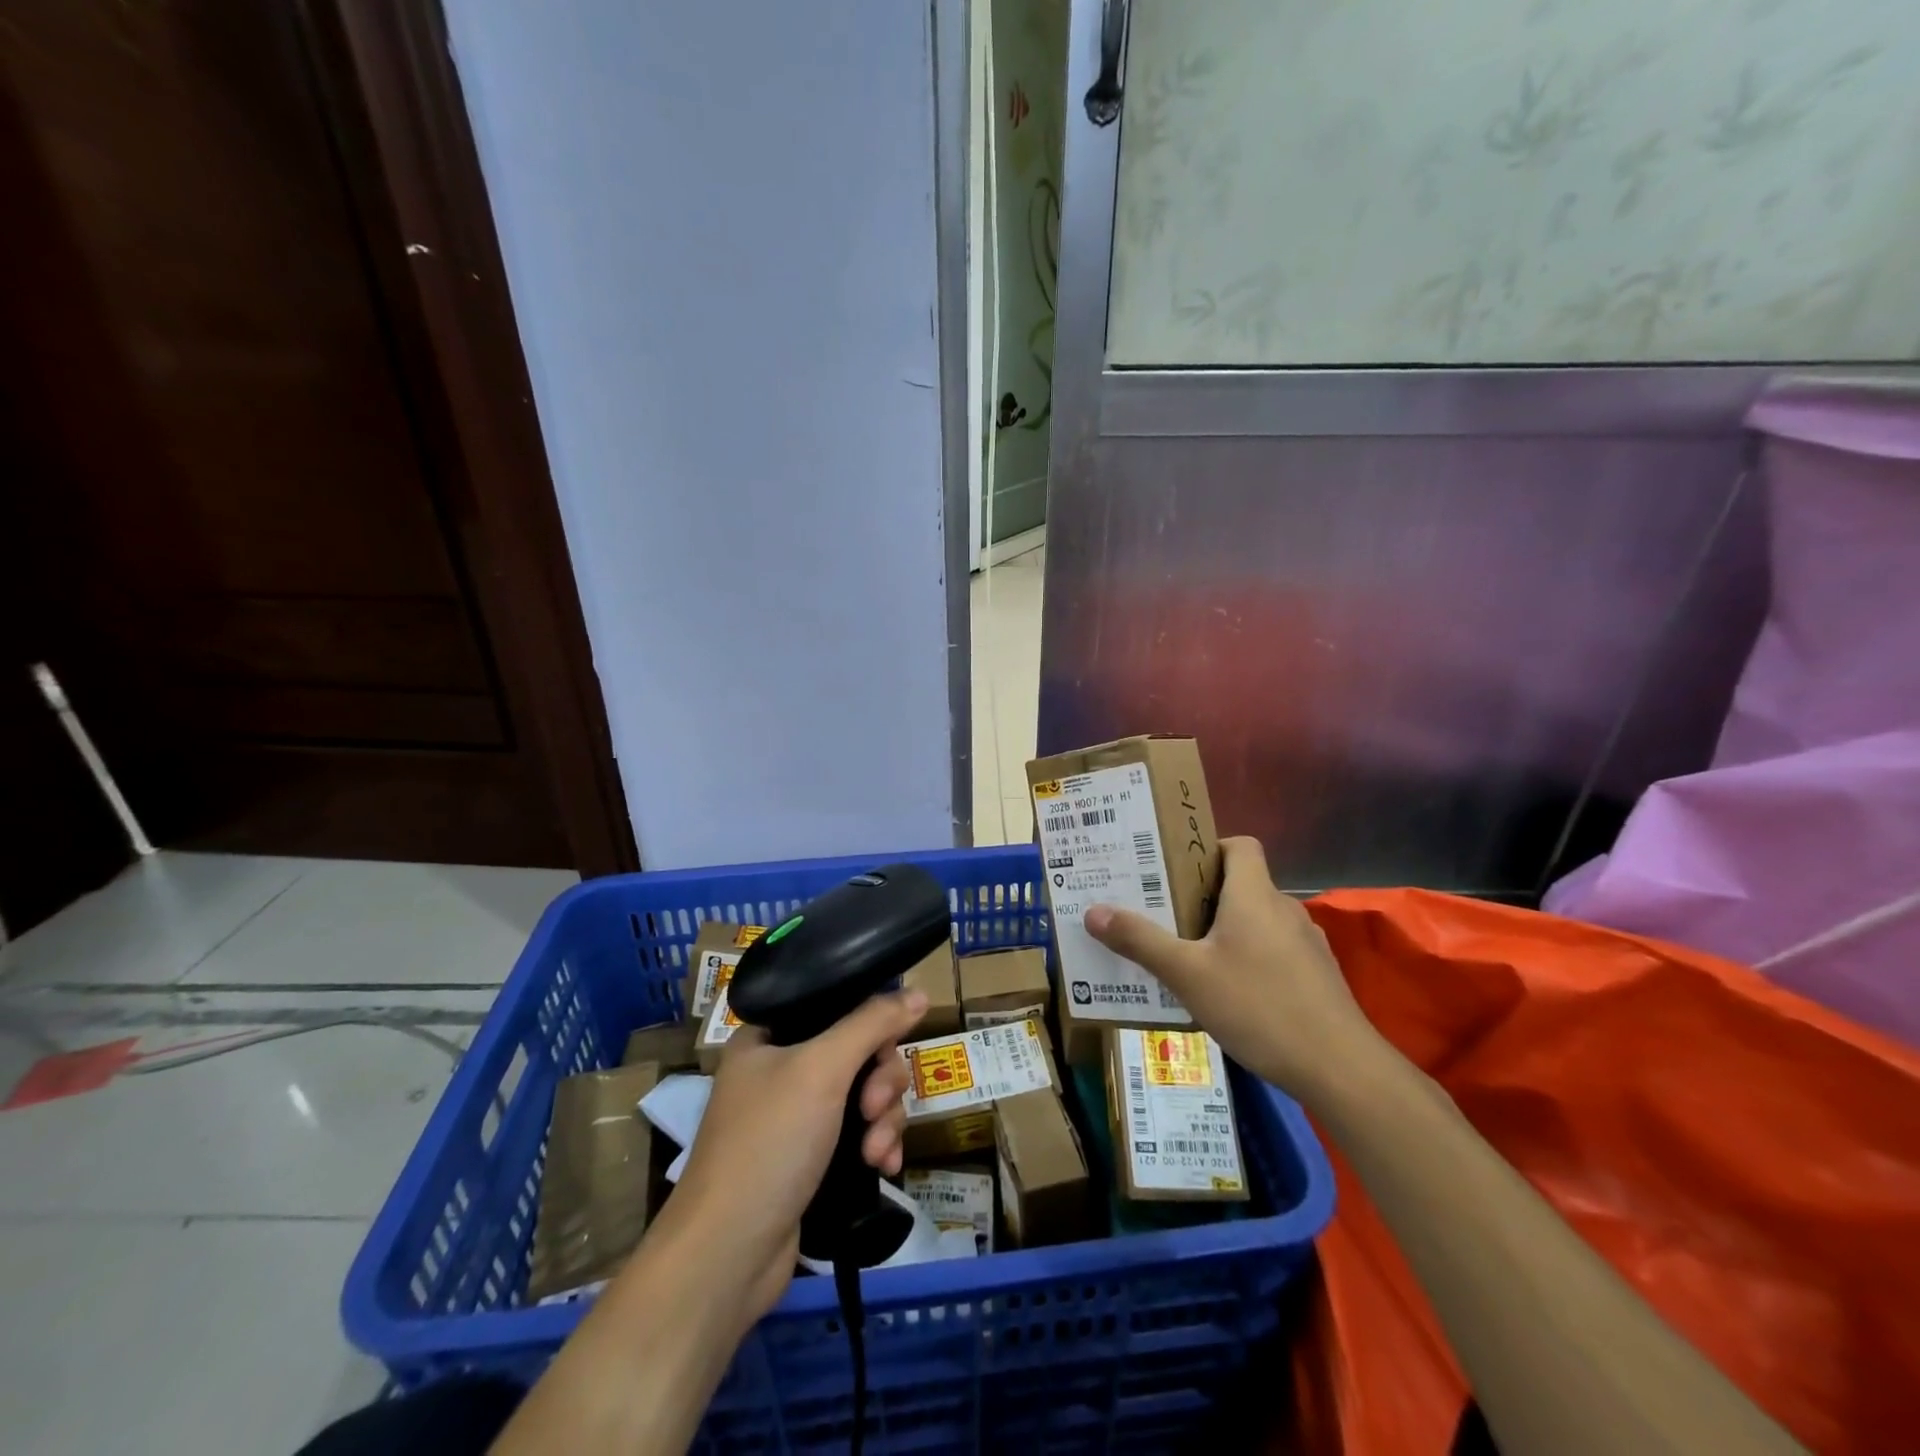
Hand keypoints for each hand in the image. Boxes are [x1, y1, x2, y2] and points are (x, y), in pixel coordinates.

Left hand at [662, 989, 925, 1323]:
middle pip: (860, 1052)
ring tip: (877, 1152)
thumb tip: (920, 992)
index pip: (837, 1006)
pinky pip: (861, 1133)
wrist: (728, 1256)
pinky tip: (885, 1167)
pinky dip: (877, 1145)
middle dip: (880, 1083)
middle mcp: (782, 1069)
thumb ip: (872, 1024)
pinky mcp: (812, 1159)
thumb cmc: (769, 1143)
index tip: (886, 1048)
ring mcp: (797, 1117)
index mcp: (770, 1036)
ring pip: (866, 1094)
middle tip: (873, 1110)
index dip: (871, 1024)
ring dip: (884, 1120)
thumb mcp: (822, 1069)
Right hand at [1084, 836, 1376, 1099]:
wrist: (1340, 1069)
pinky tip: (1225, 993)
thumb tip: (1093, 911)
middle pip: (1241, 884)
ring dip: (1223, 930)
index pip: (1240, 845)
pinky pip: (1272, 951)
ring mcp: (1305, 944)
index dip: (1208, 847)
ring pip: (1256, 921)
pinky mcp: (1315, 977)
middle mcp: (1283, 909)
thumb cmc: (1258, 1006)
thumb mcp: (1187, 974)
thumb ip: (1140, 941)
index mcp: (1254, 895)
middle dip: (1200, 895)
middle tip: (1160, 912)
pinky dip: (1247, 958)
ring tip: (1185, 954)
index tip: (1174, 869)